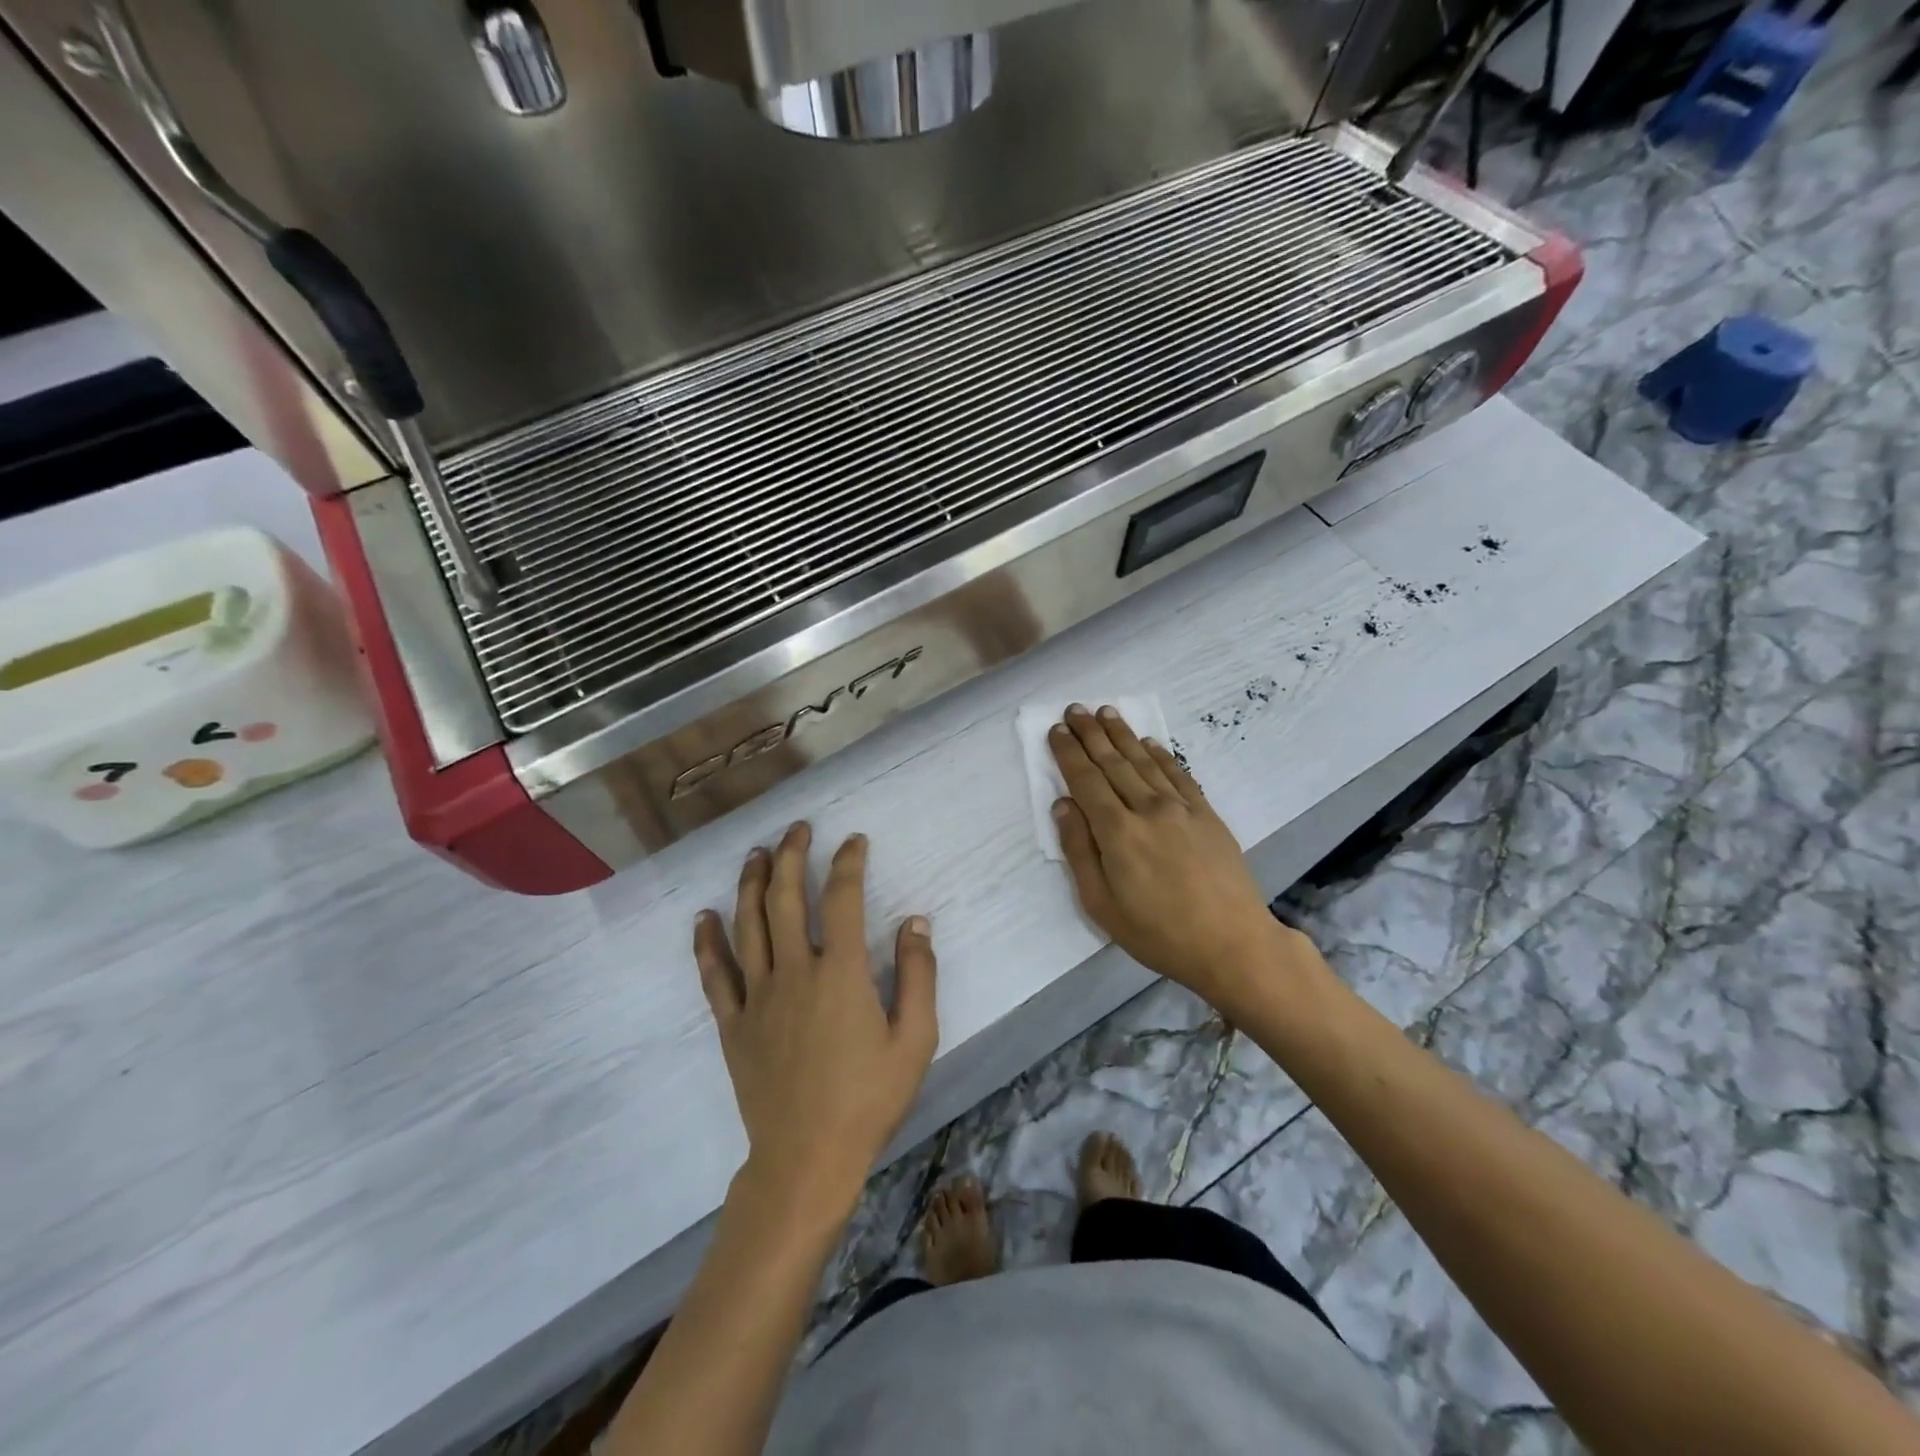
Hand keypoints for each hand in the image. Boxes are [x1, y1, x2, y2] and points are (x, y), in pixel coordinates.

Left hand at [694, 823, 938, 1219]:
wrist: (807, 1159)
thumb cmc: (868, 1099)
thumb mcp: (915, 1040)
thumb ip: (919, 976)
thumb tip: (916, 921)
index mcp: (841, 973)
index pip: (843, 899)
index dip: (848, 863)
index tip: (854, 841)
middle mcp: (794, 972)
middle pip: (786, 899)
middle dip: (792, 857)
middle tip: (797, 830)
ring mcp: (757, 997)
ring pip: (747, 925)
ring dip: (751, 883)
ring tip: (756, 854)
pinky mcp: (733, 1024)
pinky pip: (714, 975)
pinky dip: (707, 942)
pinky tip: (703, 917)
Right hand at [1049, 704, 1307, 1012]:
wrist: (1232, 943)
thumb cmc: (1158, 933)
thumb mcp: (1102, 905)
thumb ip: (1079, 851)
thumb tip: (1063, 805)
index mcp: (1117, 832)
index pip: (1085, 780)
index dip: (1068, 753)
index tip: (1056, 730)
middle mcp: (1147, 809)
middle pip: (1113, 762)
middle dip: (1091, 734)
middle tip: (1075, 708)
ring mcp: (1181, 808)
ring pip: (1144, 761)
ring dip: (1122, 734)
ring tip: (1106, 712)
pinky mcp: (1206, 814)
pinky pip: (1178, 774)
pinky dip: (1161, 754)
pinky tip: (1150, 742)